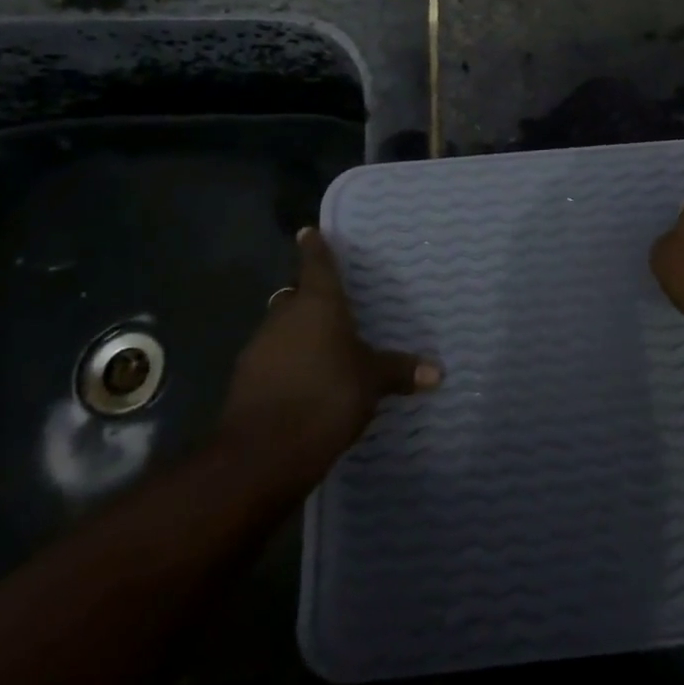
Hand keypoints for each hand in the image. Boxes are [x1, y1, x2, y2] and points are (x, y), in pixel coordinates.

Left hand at [223, 227, 440, 471]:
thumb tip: (438, 371)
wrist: (263, 453)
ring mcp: (259, 348)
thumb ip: (399, 371)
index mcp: (317, 304)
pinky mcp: (245, 381)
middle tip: (331, 302)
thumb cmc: (326, 396)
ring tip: (323, 347)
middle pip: (295, 296)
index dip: (314, 247)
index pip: (316, 264)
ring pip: (280, 328)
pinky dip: (286, 364)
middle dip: (308, 297)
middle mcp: (284, 317)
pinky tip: (304, 382)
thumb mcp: (372, 382)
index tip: (309, 231)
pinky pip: (271, 360)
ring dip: (297, 333)